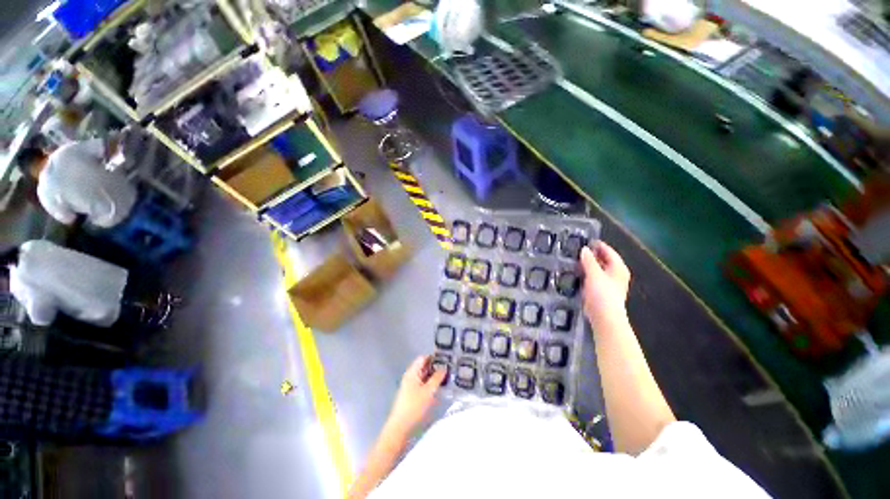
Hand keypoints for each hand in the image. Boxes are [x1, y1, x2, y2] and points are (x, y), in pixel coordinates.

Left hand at [386, 356, 445, 435]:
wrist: (400, 427)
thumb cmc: (414, 406)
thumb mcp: (429, 391)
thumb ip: (437, 378)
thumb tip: (444, 367)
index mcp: (412, 372)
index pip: (423, 358)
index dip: (434, 357)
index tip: (446, 359)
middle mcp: (410, 376)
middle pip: (423, 366)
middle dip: (435, 367)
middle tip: (449, 369)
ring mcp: (410, 386)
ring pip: (423, 376)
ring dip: (434, 376)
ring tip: (446, 378)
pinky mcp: (411, 395)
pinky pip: (422, 384)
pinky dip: (430, 384)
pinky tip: (438, 389)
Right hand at [580, 241, 630, 326]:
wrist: (604, 316)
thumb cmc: (602, 293)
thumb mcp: (594, 274)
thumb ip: (589, 261)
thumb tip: (584, 249)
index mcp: (618, 268)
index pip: (609, 252)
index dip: (599, 245)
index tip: (587, 240)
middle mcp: (616, 274)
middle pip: (605, 260)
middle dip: (594, 255)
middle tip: (579, 249)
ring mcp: (609, 284)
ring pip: (599, 269)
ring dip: (589, 264)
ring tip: (576, 259)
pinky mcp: (601, 291)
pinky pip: (594, 277)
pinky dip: (587, 273)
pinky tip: (578, 272)